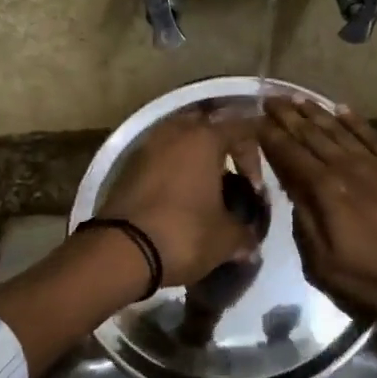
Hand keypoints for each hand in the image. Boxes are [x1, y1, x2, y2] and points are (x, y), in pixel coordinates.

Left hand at [97, 109, 263, 286]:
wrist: (121, 250)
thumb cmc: (184, 234)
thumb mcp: (225, 239)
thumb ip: (244, 233)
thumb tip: (251, 242)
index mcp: (204, 138)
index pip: (241, 128)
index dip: (254, 157)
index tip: (254, 191)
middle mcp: (175, 131)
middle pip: (207, 127)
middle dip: (222, 149)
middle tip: (231, 177)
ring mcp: (148, 146)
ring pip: (180, 140)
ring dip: (195, 158)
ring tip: (205, 188)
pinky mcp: (128, 165)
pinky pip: (160, 157)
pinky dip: (173, 169)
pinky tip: (179, 196)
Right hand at [257, 100, 376, 316]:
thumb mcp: (326, 265)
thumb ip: (305, 225)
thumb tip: (293, 194)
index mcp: (326, 191)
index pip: (291, 155)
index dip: (271, 137)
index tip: (255, 120)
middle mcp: (347, 168)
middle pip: (311, 135)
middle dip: (288, 116)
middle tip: (270, 98)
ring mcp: (375, 163)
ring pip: (338, 130)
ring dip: (315, 112)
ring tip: (296, 97)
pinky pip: (371, 135)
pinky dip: (354, 120)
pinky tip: (341, 108)